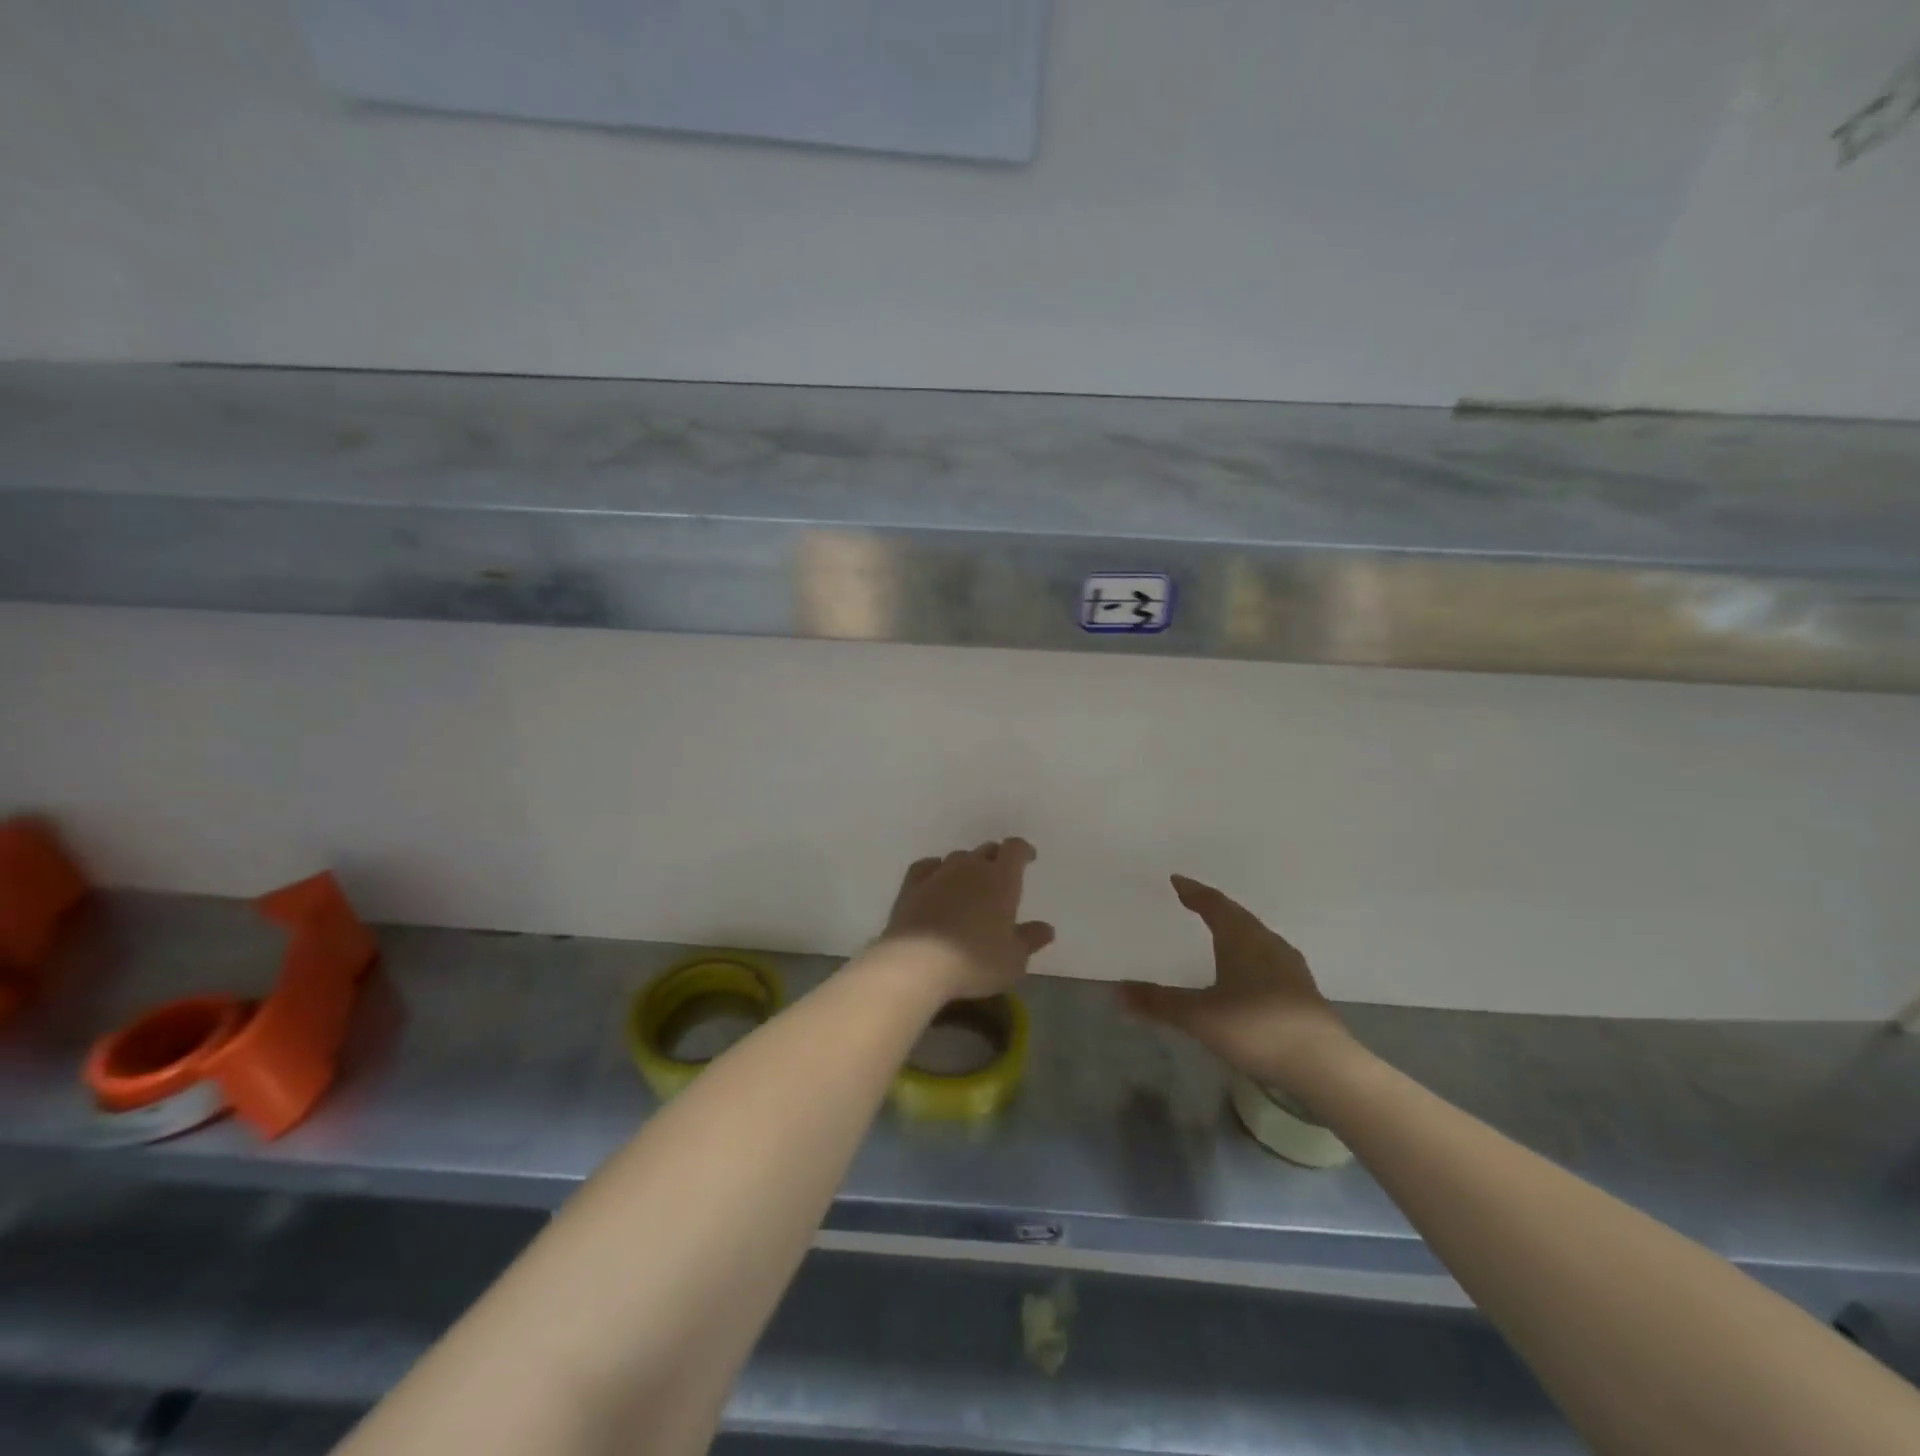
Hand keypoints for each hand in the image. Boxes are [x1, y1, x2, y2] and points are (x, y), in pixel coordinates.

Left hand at [876, 839, 1054, 998]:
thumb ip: (1030, 940)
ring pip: (958, 858)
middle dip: (996, 859)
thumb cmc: (974, 961)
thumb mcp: (1013, 960)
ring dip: (967, 867)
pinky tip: (935, 880)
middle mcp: (970, 868)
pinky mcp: (911, 885)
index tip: (1028, 858)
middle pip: (986, 850)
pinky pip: (927, 866)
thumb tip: (1046, 928)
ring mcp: (938, 873)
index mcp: (1001, 879)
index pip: (1015, 849)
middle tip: (1000, 876)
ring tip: (969, 885)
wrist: (917, 962)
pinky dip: (935, 870)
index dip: (1023, 851)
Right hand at [1119, 875, 1353, 1097]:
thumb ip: (1158, 1003)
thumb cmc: (1255, 1029)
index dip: (1194, 891)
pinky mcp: (1302, 990)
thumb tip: (1116, 991)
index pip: (1214, 904)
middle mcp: (1267, 943)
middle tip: (1192, 903)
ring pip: (1256, 936)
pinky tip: (1247, 972)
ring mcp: (1289, 966)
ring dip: (1234, 930)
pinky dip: (1250, 954)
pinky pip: (1268, 957)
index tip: (1177, 880)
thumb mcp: (1199, 1017)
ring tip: (1217, 933)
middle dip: (1213, 908)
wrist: (1324, 1065)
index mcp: (1241, 938)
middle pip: (1237, 916)